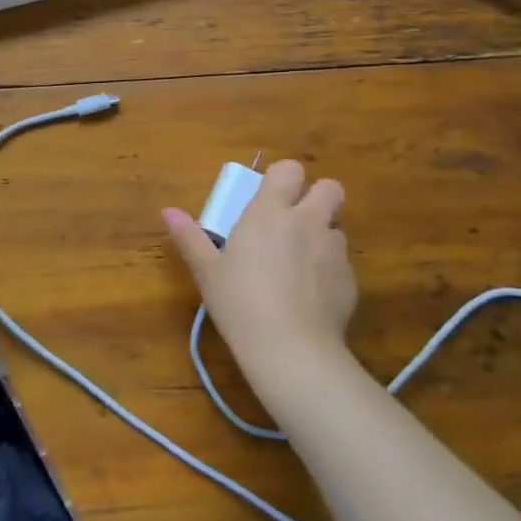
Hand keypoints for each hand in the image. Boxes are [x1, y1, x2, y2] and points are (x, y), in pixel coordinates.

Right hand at [162, 160, 357, 389]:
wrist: (291, 350)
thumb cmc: (240, 303)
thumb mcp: (207, 272)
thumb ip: (190, 237)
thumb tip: (169, 211)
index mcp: (270, 212)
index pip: (290, 169)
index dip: (283, 179)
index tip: (270, 198)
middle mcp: (307, 222)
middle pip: (330, 188)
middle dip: (317, 198)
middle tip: (294, 222)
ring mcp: (334, 251)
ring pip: (337, 227)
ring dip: (322, 236)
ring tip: (300, 264)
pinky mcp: (351, 281)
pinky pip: (343, 264)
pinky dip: (329, 272)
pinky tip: (311, 297)